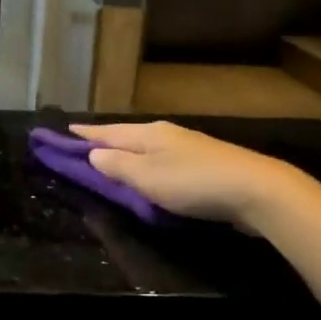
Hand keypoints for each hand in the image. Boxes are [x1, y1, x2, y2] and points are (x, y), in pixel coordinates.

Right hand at [70, 121, 303, 228]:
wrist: (256, 189)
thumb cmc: (193, 182)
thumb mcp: (146, 177)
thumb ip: (117, 166)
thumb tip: (93, 154)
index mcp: (148, 134)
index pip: (107, 132)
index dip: (85, 134)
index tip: (64, 130)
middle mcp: (166, 134)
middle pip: (127, 136)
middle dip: (105, 140)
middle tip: (83, 145)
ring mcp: (188, 147)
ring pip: (147, 147)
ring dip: (127, 153)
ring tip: (112, 159)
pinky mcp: (205, 165)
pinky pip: (164, 161)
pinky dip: (149, 165)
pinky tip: (151, 173)